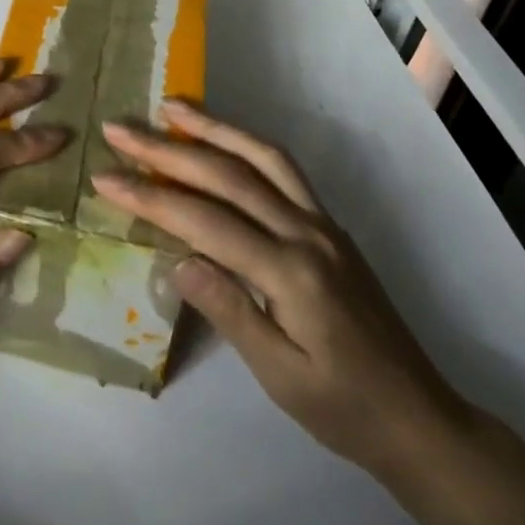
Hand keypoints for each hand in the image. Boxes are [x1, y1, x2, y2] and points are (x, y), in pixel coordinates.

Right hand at [97, 103, 468, 476]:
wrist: (420, 418)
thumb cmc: (344, 409)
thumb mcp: (282, 378)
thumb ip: (230, 312)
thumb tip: (177, 261)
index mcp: (292, 273)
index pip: (205, 221)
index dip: (150, 197)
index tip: (104, 178)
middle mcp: (307, 232)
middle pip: (228, 175)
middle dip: (167, 149)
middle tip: (120, 129)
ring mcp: (322, 222)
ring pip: (262, 156)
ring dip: (213, 127)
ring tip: (170, 107)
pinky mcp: (328, 224)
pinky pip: (283, 168)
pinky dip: (246, 143)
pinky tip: (221, 137)